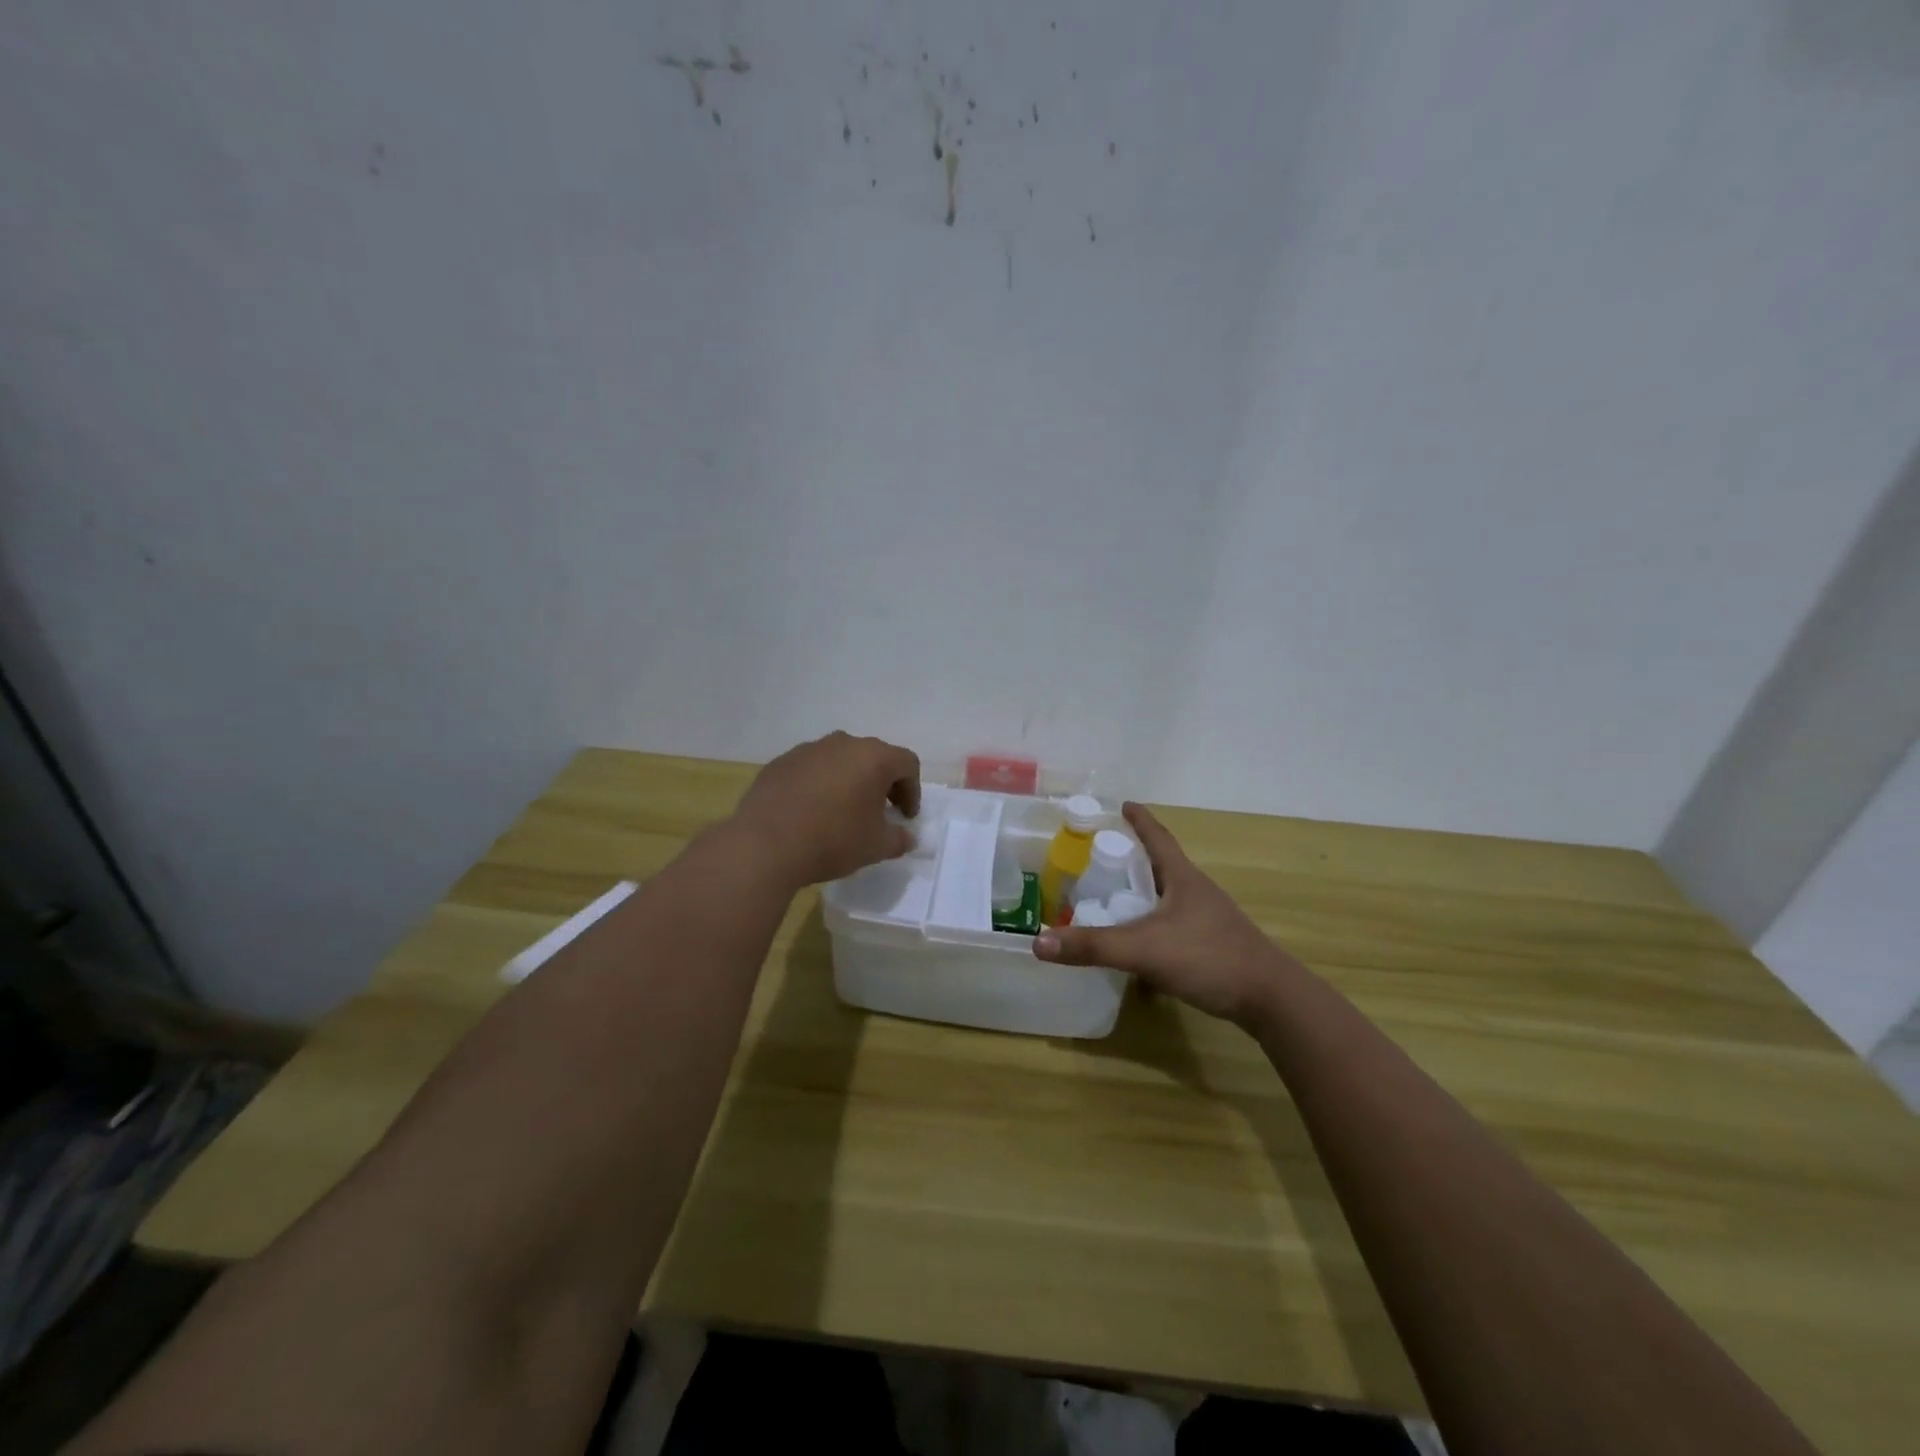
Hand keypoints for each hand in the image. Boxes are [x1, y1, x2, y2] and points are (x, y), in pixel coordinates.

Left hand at [729, 732, 921, 887]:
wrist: (765, 845)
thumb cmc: (833, 840)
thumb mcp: (876, 847)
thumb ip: (899, 839)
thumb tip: (906, 837)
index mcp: (873, 757)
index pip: (907, 764)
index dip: (913, 791)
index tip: (905, 817)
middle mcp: (843, 743)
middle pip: (873, 757)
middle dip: (882, 783)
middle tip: (879, 812)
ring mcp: (808, 749)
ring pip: (840, 760)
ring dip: (849, 781)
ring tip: (842, 811)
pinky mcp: (780, 762)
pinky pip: (811, 769)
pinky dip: (819, 785)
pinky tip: (810, 812)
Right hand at [1033, 802, 1300, 1028]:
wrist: (1270, 999)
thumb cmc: (1208, 958)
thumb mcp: (1144, 950)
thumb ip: (1092, 947)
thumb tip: (1038, 943)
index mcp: (1183, 878)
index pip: (1158, 838)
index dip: (1140, 820)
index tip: (1124, 804)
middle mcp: (1196, 891)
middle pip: (1162, 865)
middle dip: (1134, 857)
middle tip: (1101, 856)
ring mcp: (1208, 919)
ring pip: (1168, 896)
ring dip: (1144, 892)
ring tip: (1114, 897)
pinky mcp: (1213, 944)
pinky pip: (1175, 923)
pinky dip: (1153, 922)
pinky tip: (1140, 941)